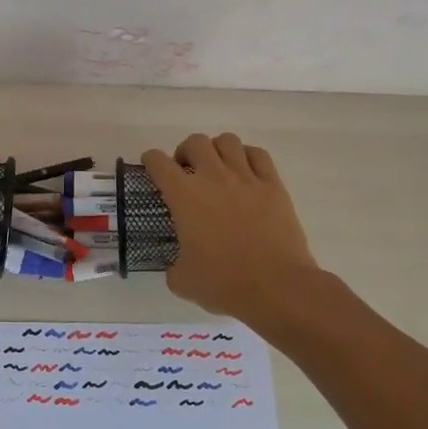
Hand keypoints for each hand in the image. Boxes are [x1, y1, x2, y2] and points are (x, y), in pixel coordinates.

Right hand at [142, 133, 317, 321]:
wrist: (277, 287)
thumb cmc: (224, 283)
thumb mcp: (183, 281)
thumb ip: (174, 266)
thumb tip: (178, 265)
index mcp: (184, 196)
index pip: (158, 162)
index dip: (150, 161)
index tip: (151, 168)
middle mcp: (213, 178)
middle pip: (195, 142)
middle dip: (185, 152)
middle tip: (186, 172)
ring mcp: (246, 179)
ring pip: (227, 141)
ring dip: (217, 150)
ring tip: (217, 168)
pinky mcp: (274, 186)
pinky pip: (258, 155)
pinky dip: (247, 156)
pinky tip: (245, 172)